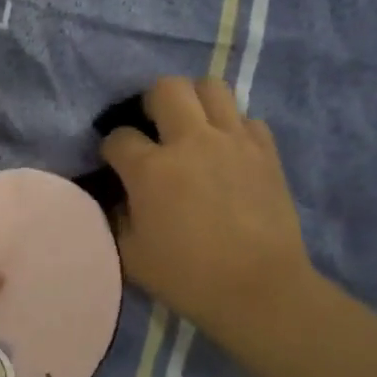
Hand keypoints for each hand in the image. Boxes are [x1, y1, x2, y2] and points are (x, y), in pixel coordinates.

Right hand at [103, 77, 314, 350]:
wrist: (259, 289)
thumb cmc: (187, 277)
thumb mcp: (131, 254)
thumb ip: (117, 216)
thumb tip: (119, 195)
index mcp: (151, 168)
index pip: (118, 136)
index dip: (111, 147)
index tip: (114, 162)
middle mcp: (191, 141)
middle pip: (166, 88)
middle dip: (151, 103)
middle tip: (153, 128)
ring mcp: (233, 140)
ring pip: (211, 87)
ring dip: (194, 101)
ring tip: (191, 126)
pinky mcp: (265, 150)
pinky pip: (246, 118)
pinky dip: (232, 127)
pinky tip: (227, 150)